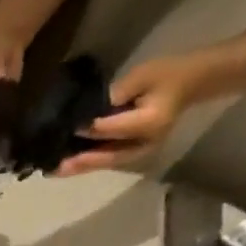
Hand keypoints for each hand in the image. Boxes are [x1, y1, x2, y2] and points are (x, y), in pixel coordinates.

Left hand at [56, 54, 212, 175]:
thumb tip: (90, 110)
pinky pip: (110, 160)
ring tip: (56, 171)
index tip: (67, 129)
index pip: (113, 129)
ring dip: (81, 168)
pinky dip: (90, 163)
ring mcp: (141, 151)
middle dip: (80, 162)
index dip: (89, 129)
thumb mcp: (143, 74)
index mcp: (150, 122)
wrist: (191, 83)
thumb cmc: (167, 74)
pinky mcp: (135, 152)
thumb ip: (118, 93)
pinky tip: (71, 165)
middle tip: (54, 168)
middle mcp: (145, 143)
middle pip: (107, 156)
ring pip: (107, 162)